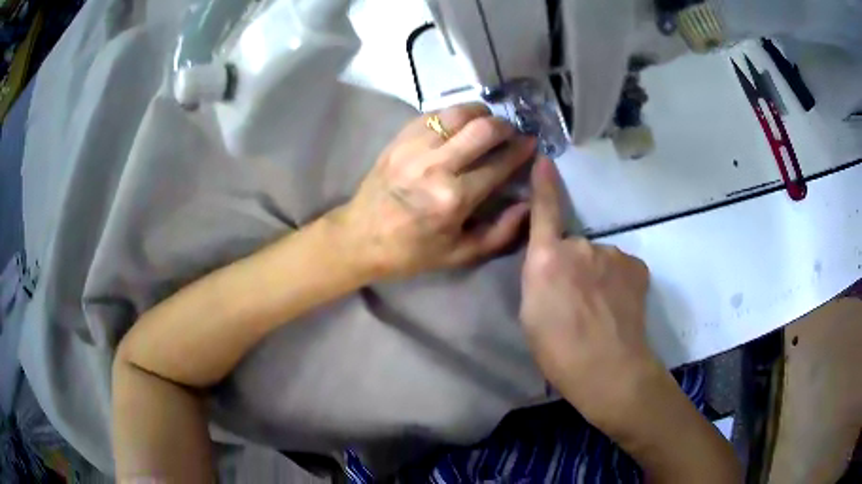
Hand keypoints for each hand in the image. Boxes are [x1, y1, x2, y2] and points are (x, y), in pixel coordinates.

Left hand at [332, 103, 535, 279]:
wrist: (360, 237)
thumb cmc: (412, 251)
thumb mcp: (461, 254)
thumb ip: (501, 233)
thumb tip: (527, 203)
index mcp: (454, 199)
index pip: (500, 164)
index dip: (521, 150)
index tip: (531, 144)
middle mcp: (436, 166)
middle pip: (483, 128)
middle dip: (505, 126)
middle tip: (510, 132)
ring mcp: (414, 147)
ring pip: (459, 113)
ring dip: (480, 114)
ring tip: (486, 124)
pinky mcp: (399, 138)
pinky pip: (434, 114)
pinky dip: (453, 115)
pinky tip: (458, 126)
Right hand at [520, 158, 662, 431]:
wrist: (609, 370)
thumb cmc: (558, 351)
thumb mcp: (531, 314)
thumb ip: (539, 277)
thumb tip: (552, 263)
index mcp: (547, 259)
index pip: (544, 212)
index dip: (543, 185)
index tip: (545, 159)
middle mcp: (581, 246)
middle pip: (573, 246)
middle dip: (572, 265)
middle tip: (575, 302)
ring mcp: (613, 253)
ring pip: (599, 258)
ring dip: (597, 275)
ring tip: (600, 310)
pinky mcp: (637, 264)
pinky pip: (620, 266)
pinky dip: (618, 281)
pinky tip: (619, 307)